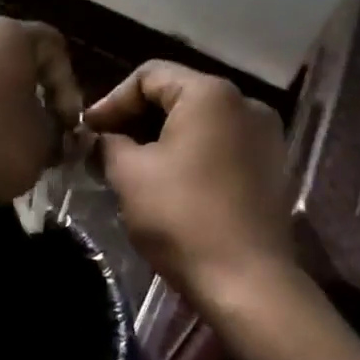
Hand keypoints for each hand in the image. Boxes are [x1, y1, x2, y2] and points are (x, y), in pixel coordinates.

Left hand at [0, 18, 82, 213]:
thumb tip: (56, 136)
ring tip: (3, 142)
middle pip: (13, 57)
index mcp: (7, 35)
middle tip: (40, 131)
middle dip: (31, 94)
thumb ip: (58, 133)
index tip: (67, 125)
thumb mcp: (42, 144)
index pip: (53, 46)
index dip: (68, 86)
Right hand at [85, 61, 295, 307]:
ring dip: (161, 139)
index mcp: (210, 93)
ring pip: (199, 123)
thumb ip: (108, 143)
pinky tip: (168, 183)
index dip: (111, 100)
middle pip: (177, 96)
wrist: (248, 283)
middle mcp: (245, 103)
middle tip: (104, 148)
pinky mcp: (272, 168)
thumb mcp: (129, 174)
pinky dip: (190, 155)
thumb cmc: (182, 217)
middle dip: (135, 120)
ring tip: (131, 167)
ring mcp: (265, 137)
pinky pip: (221, 146)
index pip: (149, 76)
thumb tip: (101, 138)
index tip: (88, 131)